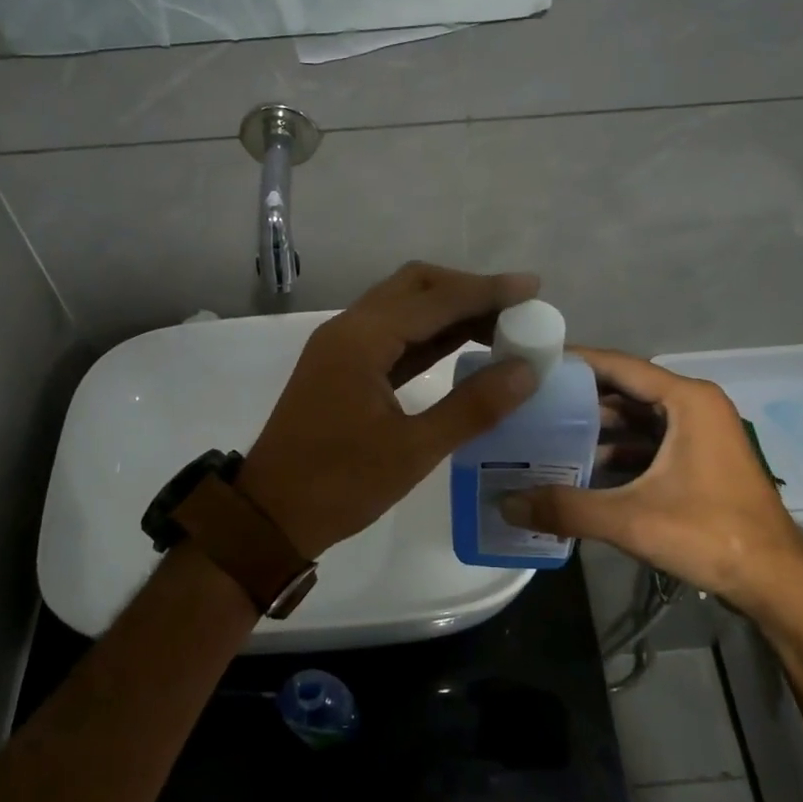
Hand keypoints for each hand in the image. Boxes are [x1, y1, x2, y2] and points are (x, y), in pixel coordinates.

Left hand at [236, 263, 542, 559]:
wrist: (270, 515)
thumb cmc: (339, 485)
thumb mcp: (413, 450)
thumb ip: (473, 406)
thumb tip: (526, 371)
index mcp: (362, 340)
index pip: (436, 299)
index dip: (487, 291)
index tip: (533, 287)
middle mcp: (349, 329)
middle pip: (415, 286)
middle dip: (467, 290)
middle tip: (515, 308)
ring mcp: (341, 346)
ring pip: (403, 307)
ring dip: (448, 310)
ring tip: (500, 324)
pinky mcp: (341, 366)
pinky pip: (392, 334)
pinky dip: (429, 334)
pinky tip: (461, 346)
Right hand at [499, 348, 802, 621]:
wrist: (777, 584)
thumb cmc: (711, 535)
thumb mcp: (631, 519)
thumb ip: (566, 508)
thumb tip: (505, 503)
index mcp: (688, 400)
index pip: (619, 366)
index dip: (575, 363)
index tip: (532, 363)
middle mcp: (696, 407)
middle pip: (626, 391)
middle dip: (579, 399)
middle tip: (530, 405)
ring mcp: (701, 435)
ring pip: (638, 420)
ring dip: (597, 429)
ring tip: (546, 436)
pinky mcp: (700, 462)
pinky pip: (650, 443)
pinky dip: (618, 452)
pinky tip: (583, 469)